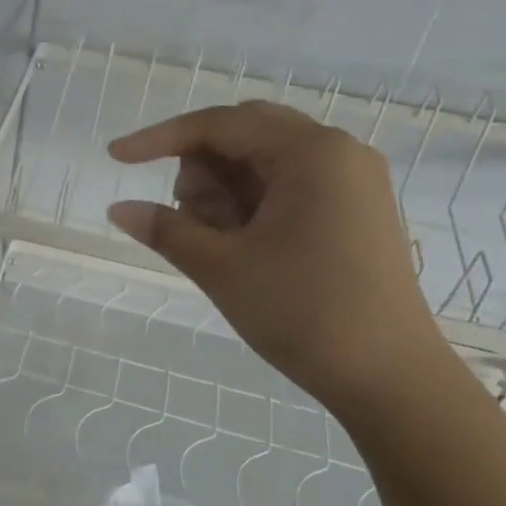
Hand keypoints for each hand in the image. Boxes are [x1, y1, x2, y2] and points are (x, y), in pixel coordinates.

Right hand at [107, 101, 451, 411]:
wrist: (391, 380)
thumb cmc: (303, 312)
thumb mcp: (220, 267)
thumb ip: (165, 228)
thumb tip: (118, 209)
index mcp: (311, 153)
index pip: (218, 125)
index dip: (159, 138)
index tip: (115, 158)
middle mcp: (337, 153)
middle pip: (242, 134)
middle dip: (201, 170)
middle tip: (191, 220)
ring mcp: (351, 182)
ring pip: (262, 160)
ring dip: (224, 191)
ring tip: (220, 244)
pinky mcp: (352, 211)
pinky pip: (286, 185)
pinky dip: (251, 205)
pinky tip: (242, 245)